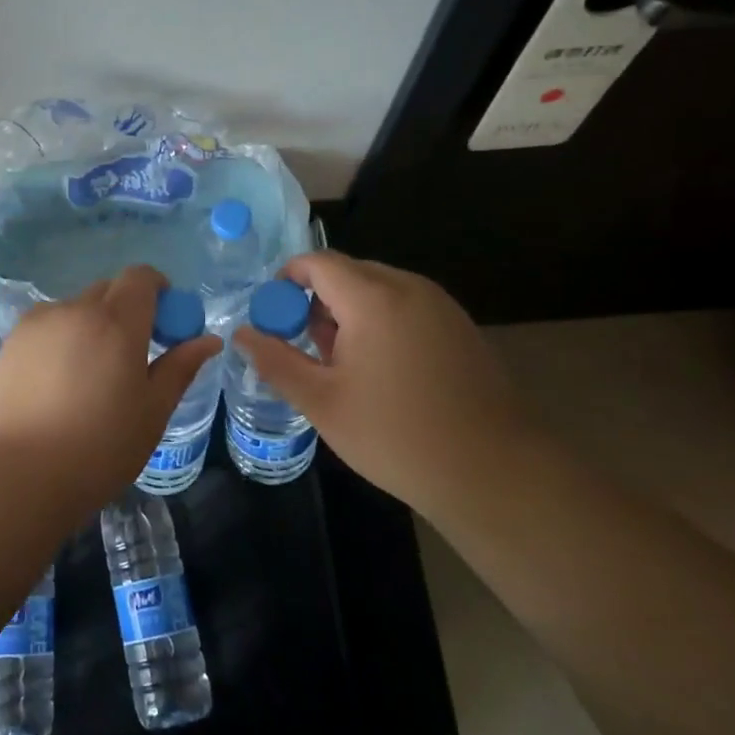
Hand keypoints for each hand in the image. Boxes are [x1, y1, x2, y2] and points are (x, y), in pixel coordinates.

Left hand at [0, 265, 222, 511]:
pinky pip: (47, 326)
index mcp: (116, 321)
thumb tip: (209, 340)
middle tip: (132, 356)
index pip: (141, 277)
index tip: (164, 324)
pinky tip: (58, 384)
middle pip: (108, 290)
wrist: (18, 475)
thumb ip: (181, 367)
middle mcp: (75, 309)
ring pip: (76, 308)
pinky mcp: (11, 342)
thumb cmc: (99, 448)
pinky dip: (62, 339)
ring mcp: (38, 323)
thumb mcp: (153, 411)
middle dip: (127, 310)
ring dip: (92, 325)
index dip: (158, 290)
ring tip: (90, 376)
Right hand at [232, 251, 524, 506]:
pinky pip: (405, 306)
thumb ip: (275, 360)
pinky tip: (382, 372)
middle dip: (317, 301)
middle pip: (347, 273)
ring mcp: (440, 305)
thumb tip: (241, 333)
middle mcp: (409, 287)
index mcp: (373, 298)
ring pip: (377, 289)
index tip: (273, 318)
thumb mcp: (322, 402)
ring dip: (349, 313)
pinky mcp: (459, 326)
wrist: (494, 472)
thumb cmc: (396, 436)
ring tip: (342, 366)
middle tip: (306, 349)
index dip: (286, 281)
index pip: (317, 262)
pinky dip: (380, 322)